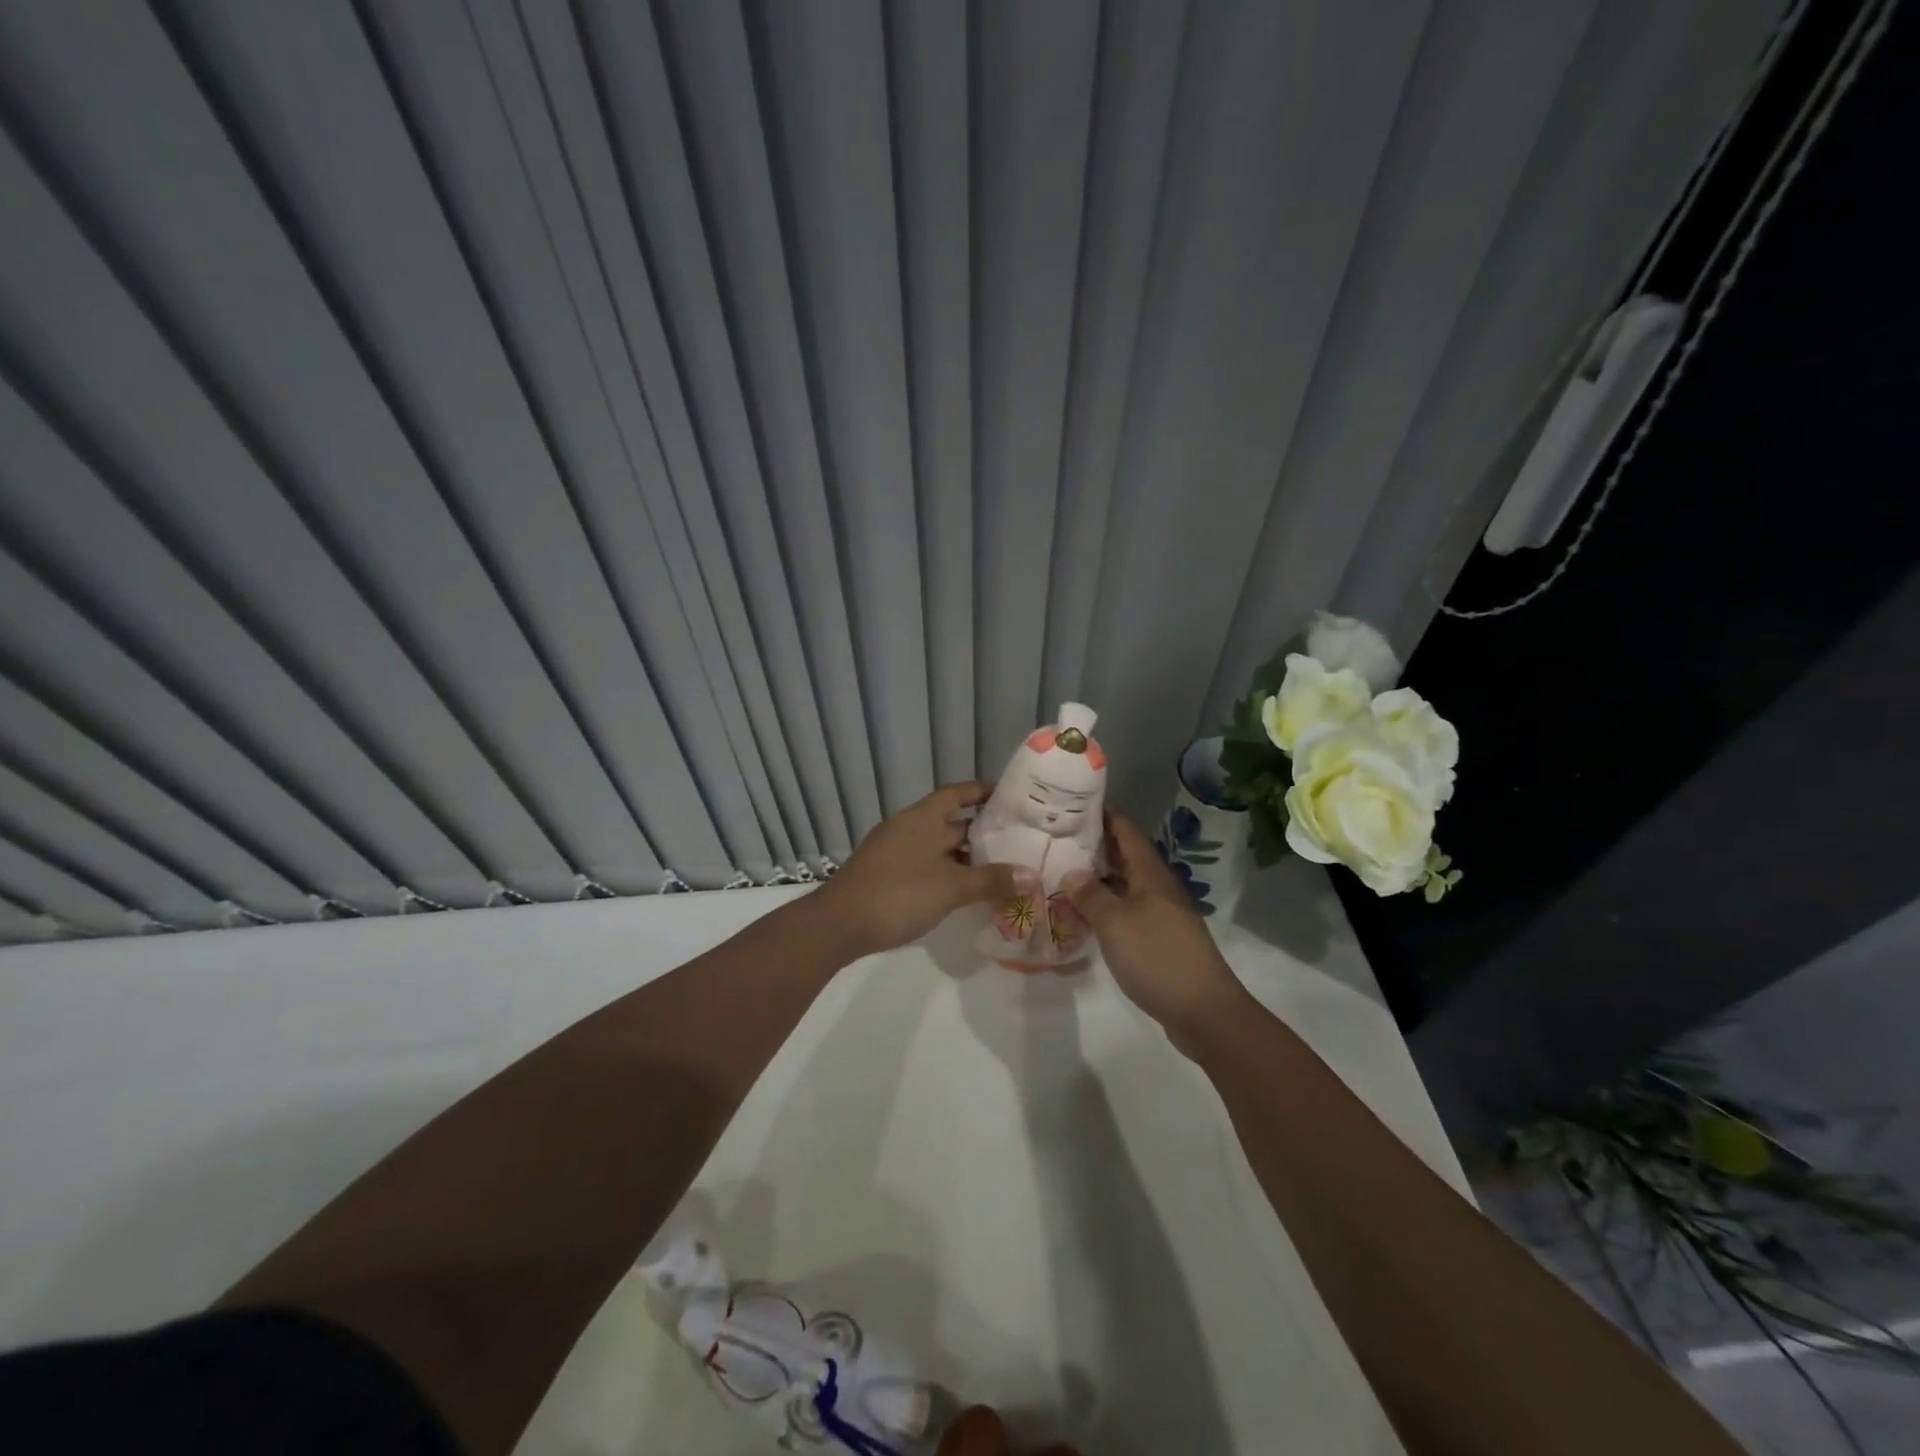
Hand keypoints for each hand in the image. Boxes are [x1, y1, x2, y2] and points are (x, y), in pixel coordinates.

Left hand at [814, 783, 1017, 958]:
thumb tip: (1032, 876)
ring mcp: (893, 852)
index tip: (1009, 797)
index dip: (982, 792)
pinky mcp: (885, 875)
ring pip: (937, 847)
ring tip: (999, 870)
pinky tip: (964, 892)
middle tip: (1017, 842)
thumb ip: (991, 880)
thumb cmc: (898, 894)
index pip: (956, 793)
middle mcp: (907, 828)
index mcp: (922, 818)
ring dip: (965, 857)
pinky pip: (924, 865)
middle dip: (982, 833)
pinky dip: (946, 873)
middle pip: (950, 823)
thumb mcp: (950, 887)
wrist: (838, 925)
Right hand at [1064, 811, 1247, 1043]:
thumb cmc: (1157, 957)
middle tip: (1059, 835)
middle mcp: (1157, 887)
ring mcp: (1161, 913)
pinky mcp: (1159, 938)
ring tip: (1063, 868)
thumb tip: (1072, 871)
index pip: (1126, 830)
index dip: (1104, 812)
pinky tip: (1084, 912)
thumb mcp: (1115, 923)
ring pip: (1125, 883)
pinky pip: (1127, 908)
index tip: (1076, 800)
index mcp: (1150, 874)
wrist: (1203, 1010)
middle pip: (1126, 854)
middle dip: (1096, 842)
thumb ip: (1091, 894)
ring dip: (1099, 874)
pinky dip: (1106, 903)